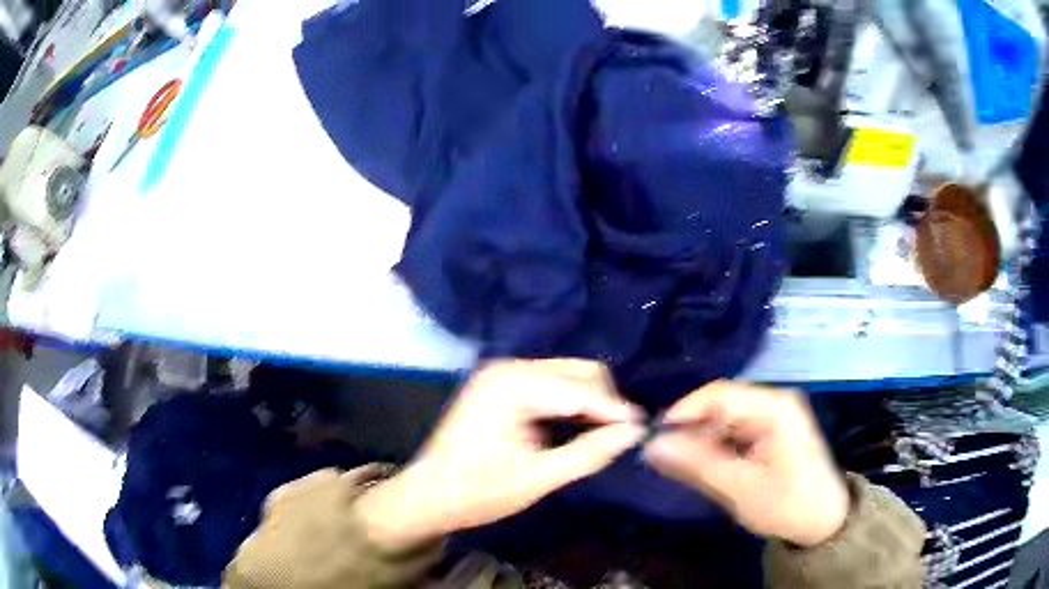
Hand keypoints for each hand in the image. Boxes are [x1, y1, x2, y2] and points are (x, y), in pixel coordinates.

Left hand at [357, 359, 644, 550]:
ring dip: (590, 402)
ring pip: (568, 375)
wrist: (428, 496)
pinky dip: (571, 403)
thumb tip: (635, 432)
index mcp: (511, 386)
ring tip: (603, 435)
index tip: (645, 431)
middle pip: (578, 371)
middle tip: (621, 438)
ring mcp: (502, 373)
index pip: (581, 389)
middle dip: (604, 402)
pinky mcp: (502, 384)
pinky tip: (578, 428)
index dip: (616, 411)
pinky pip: (552, 383)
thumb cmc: (478, 492)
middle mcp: (507, 367)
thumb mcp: (538, 478)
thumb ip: (589, 453)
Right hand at [644, 381, 848, 547]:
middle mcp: (775, 402)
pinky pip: (736, 431)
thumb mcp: (739, 488)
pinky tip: (708, 467)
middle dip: (692, 429)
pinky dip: (718, 447)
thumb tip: (652, 445)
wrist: (823, 522)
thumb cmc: (787, 504)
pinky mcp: (773, 432)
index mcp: (774, 407)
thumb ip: (696, 464)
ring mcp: (775, 416)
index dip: (684, 412)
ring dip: (703, 440)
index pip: (719, 394)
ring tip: (683, 466)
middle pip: (722, 404)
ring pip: (726, 419)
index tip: (656, 438)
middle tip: (665, 458)